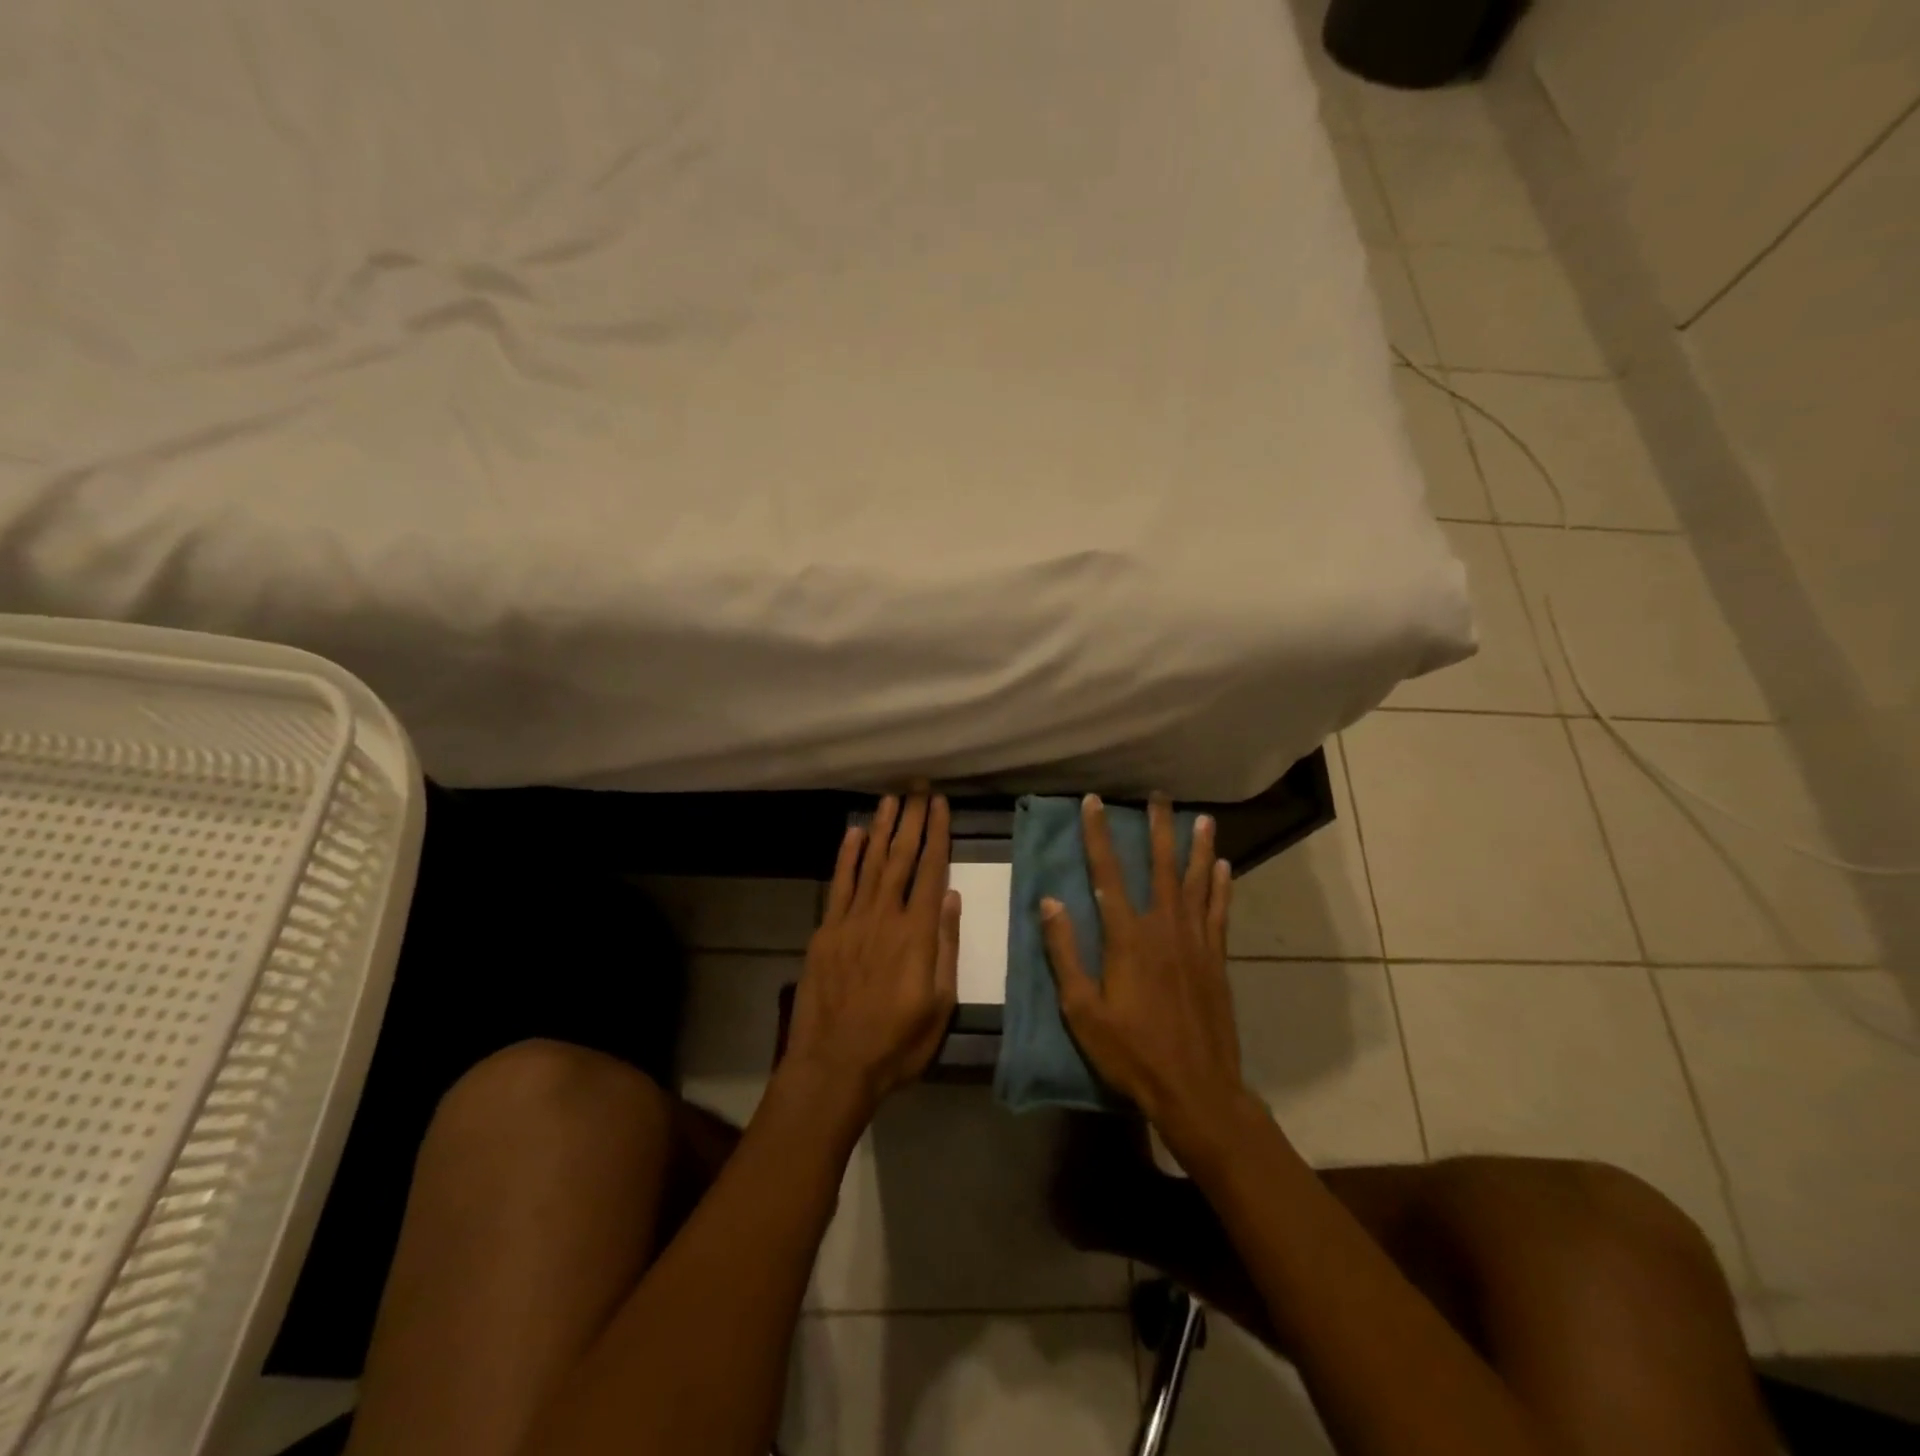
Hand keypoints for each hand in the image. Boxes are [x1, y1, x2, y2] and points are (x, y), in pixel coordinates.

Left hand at [785, 792, 960, 1114]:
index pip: (931, 870)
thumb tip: (951, 897)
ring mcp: (851, 920)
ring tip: (891, 799)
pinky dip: (846, 856)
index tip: (941, 805)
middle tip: (918, 787)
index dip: (937, 834)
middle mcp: (885, 915)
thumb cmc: (897, 1042)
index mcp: (917, 932)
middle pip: (901, 857)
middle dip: (911, 819)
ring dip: (881, 829)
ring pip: (870, 863)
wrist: (834, 1064)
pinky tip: (853, 833)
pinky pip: (839, 884)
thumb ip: (946, 946)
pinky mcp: (826, 931)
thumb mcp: (940, 1003)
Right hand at [1040, 794, 1258, 1153]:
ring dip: (1197, 847)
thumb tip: (1049, 902)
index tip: (1094, 802)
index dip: (1099, 835)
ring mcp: (1195, 942)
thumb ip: (1065, 953)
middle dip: (1158, 828)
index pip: (1107, 874)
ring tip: (1202, 817)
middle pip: (1160, 866)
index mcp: (1127, 937)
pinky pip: (1219, 912)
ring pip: (1197, 882)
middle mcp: (1164, 928)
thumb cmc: (1131, 1052)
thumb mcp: (1082, 1009)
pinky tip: (1223, 867)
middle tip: (1158, 795)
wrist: (1196, 1088)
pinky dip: (1221, 887)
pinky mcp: (1216, 959)